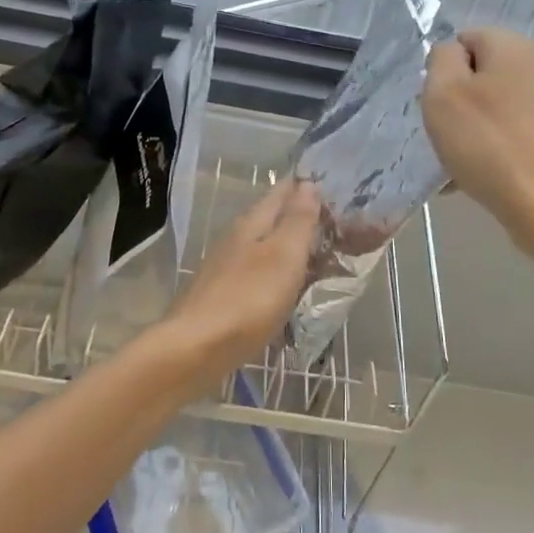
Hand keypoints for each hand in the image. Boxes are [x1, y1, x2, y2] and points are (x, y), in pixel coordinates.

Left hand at [157, 180, 320, 392]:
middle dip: (300, 217)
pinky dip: (277, 273)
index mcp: (252, 223)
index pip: (281, 192)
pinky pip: (257, 273)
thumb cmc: (248, 299)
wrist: (196, 349)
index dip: (306, 186)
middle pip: (272, 218)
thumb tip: (308, 184)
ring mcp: (226, 267)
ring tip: (317, 254)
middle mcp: (236, 238)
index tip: (334, 187)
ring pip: (264, 246)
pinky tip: (286, 286)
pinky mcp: (222, 295)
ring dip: (289, 247)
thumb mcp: (283, 256)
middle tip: (337, 223)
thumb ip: (298, 220)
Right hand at [422, 28, 533, 257]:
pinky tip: (482, 179)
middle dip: (458, 101)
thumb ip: (441, 61)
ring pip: (500, 109)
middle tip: (441, 133)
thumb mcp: (443, 94)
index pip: (466, 38)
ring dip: (475, 130)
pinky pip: (517, 136)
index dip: (442, 67)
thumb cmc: (488, 145)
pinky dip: (496, 151)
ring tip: (456, 165)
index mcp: (514, 48)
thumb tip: (451, 53)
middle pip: (484, 75)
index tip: (432, 102)